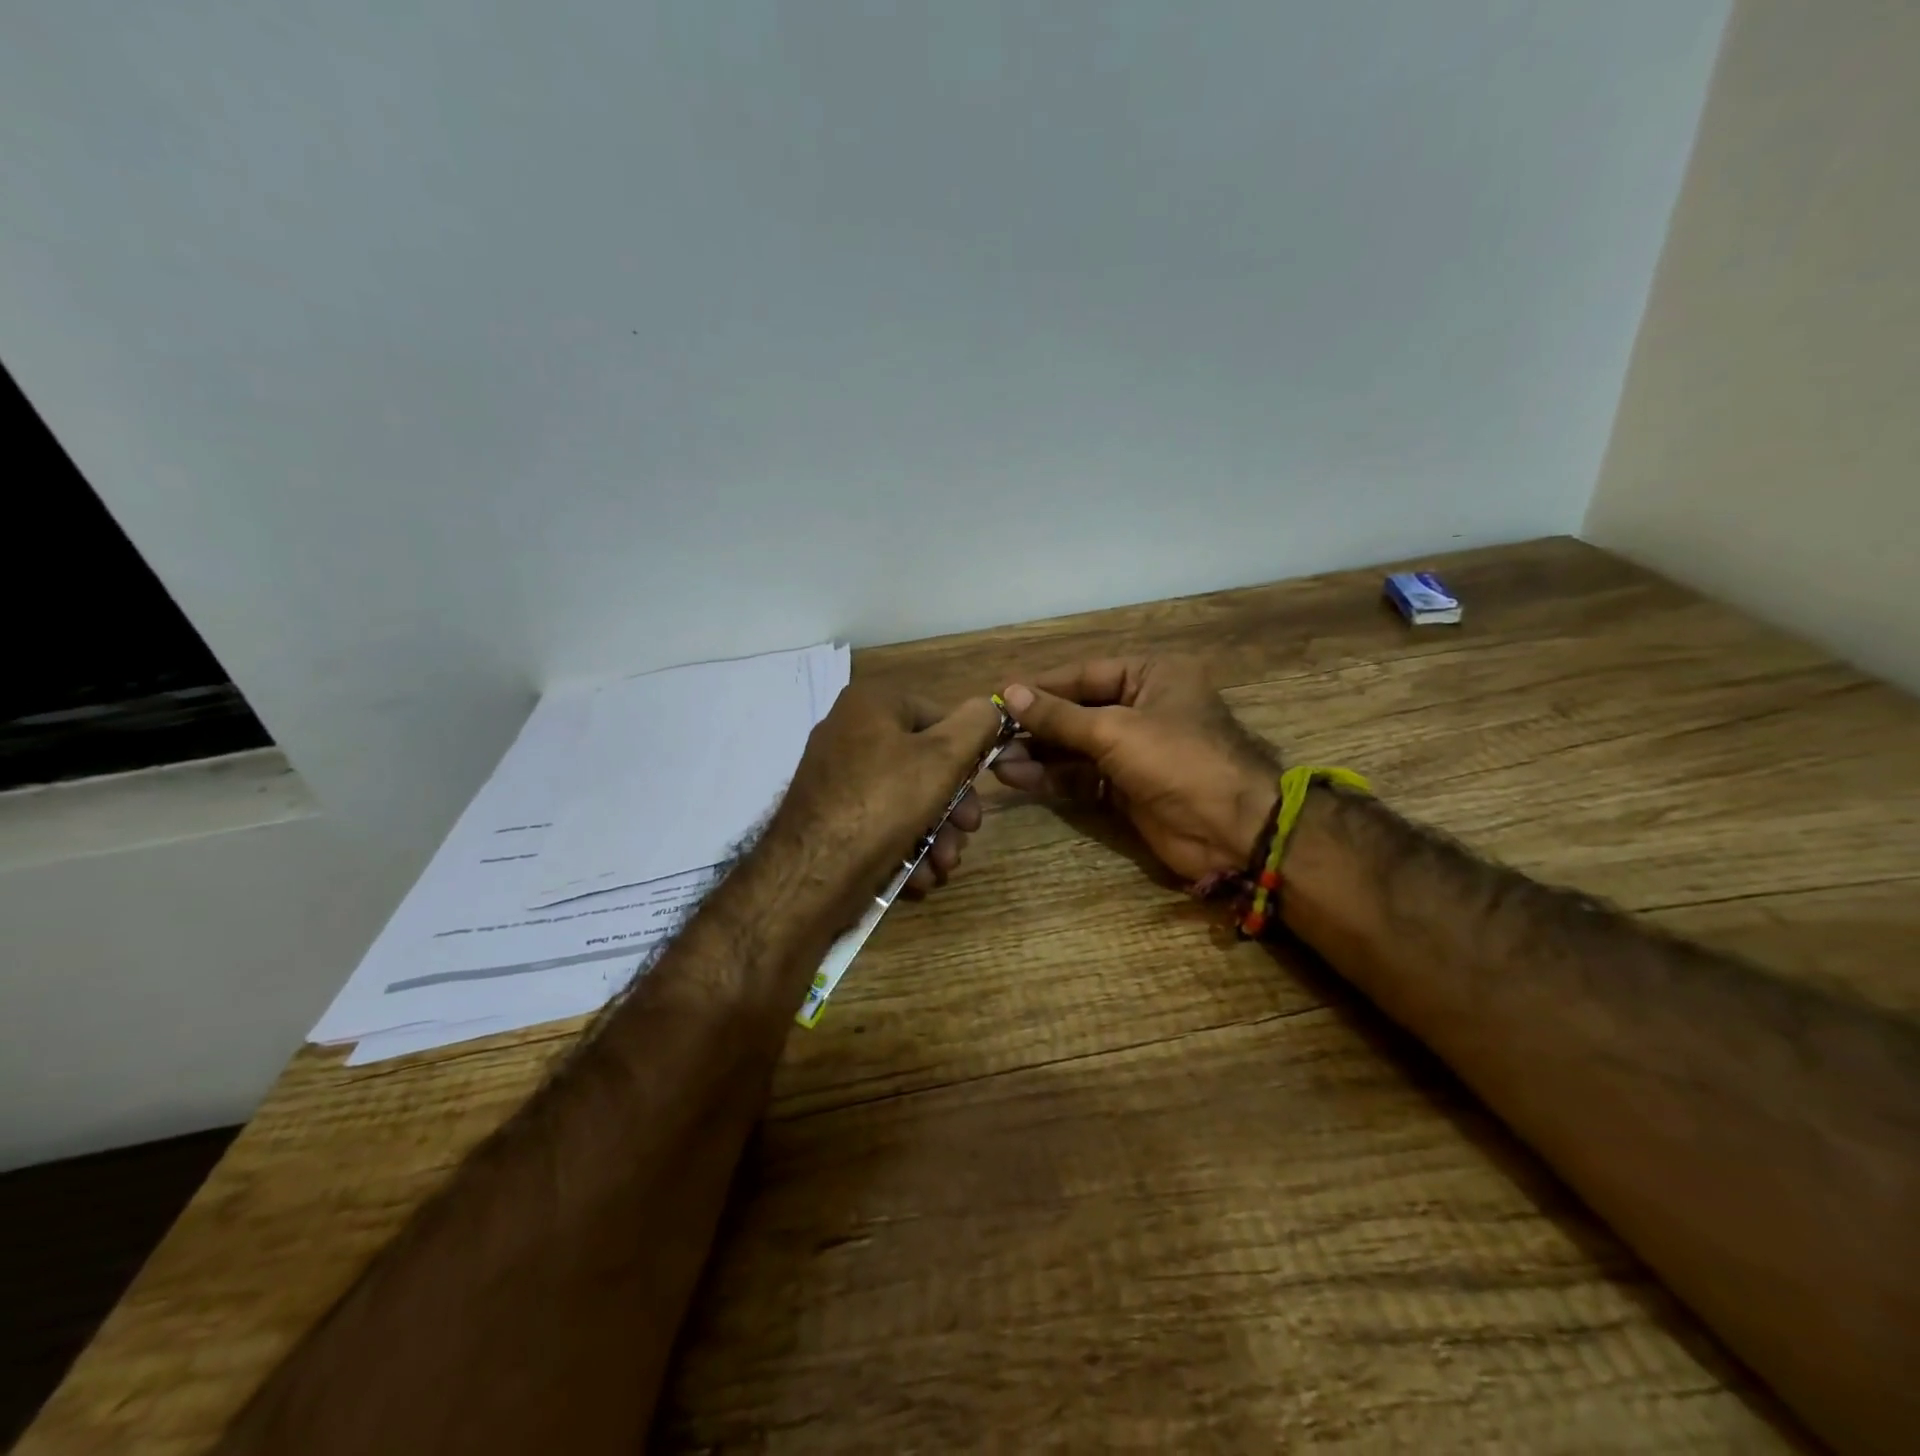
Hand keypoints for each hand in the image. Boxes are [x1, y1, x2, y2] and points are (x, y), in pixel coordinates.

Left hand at [763, 686, 1005, 930]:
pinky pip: (878, 819)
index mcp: (873, 703)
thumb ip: (976, 725)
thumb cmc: (884, 802)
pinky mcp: (828, 813)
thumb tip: (990, 707)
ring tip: (943, 866)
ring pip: (904, 797)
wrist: (812, 872)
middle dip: (952, 809)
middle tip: (966, 837)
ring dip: (934, 833)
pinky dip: (904, 844)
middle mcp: (849, 730)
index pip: (940, 717)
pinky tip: (918, 875)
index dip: (967, 757)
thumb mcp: (943, 758)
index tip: (981, 796)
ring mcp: (835, 774)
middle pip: (923, 763)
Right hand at [993, 657, 1279, 882]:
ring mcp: (1135, 751)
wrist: (1231, 829)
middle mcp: (1142, 707)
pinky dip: (1053, 777)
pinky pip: (1082, 776)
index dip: (1042, 687)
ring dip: (1038, 754)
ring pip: (1076, 747)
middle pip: (1077, 711)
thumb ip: (1059, 715)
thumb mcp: (1115, 730)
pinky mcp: (1127, 788)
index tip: (1000, 696)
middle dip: (1036, 725)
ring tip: (996, 761)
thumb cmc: (1178, 760)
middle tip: (991, 734)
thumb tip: (1010, 693)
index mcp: (1152, 676)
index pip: (1085, 674)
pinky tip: (1018, 778)